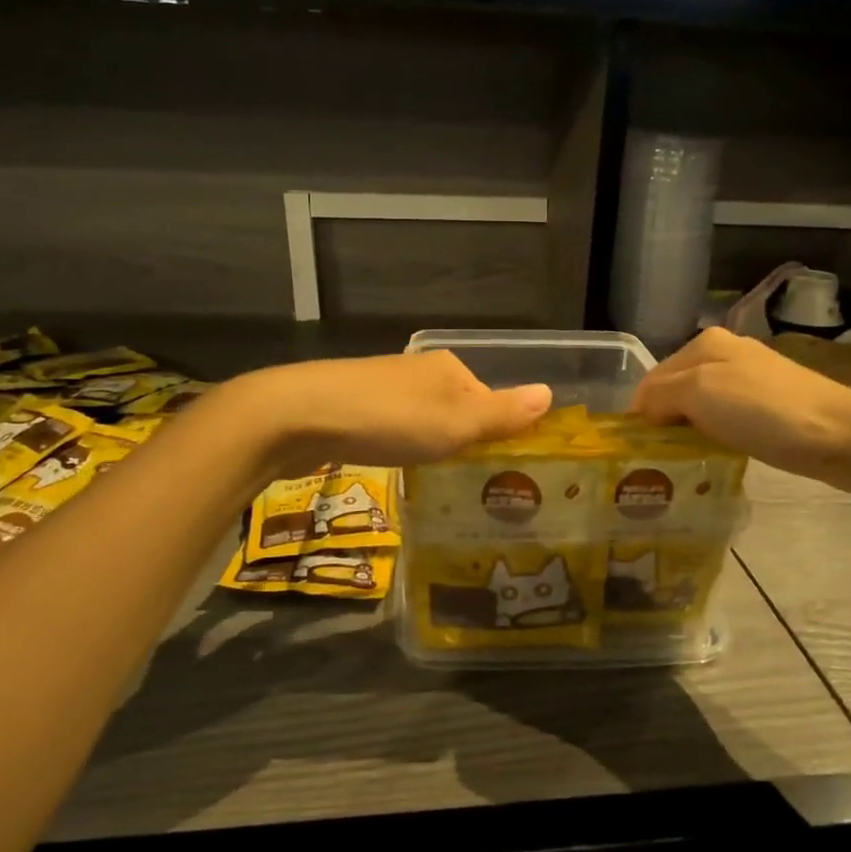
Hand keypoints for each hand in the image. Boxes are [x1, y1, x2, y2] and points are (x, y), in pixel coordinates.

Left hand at [226, 350, 551, 473]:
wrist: (301, 416)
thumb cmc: (390, 419)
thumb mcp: (457, 423)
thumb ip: (503, 414)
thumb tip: (549, 394)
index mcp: (449, 369)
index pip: (488, 400)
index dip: (496, 434)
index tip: (498, 471)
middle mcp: (418, 372)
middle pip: (456, 410)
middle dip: (462, 441)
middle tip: (468, 483)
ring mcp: (383, 388)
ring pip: (422, 420)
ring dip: (430, 445)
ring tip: (435, 480)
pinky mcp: (353, 408)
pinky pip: (392, 429)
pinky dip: (400, 446)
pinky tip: (394, 466)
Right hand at [630, 327, 850, 492]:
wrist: (842, 436)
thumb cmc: (764, 411)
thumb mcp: (699, 393)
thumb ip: (659, 396)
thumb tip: (641, 413)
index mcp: (704, 343)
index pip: (651, 379)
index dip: (640, 415)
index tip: (638, 452)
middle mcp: (725, 353)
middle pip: (675, 391)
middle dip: (663, 422)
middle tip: (658, 461)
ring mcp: (751, 379)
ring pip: (700, 406)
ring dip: (688, 432)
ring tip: (684, 463)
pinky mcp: (770, 406)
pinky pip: (725, 419)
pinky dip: (714, 436)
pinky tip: (718, 454)